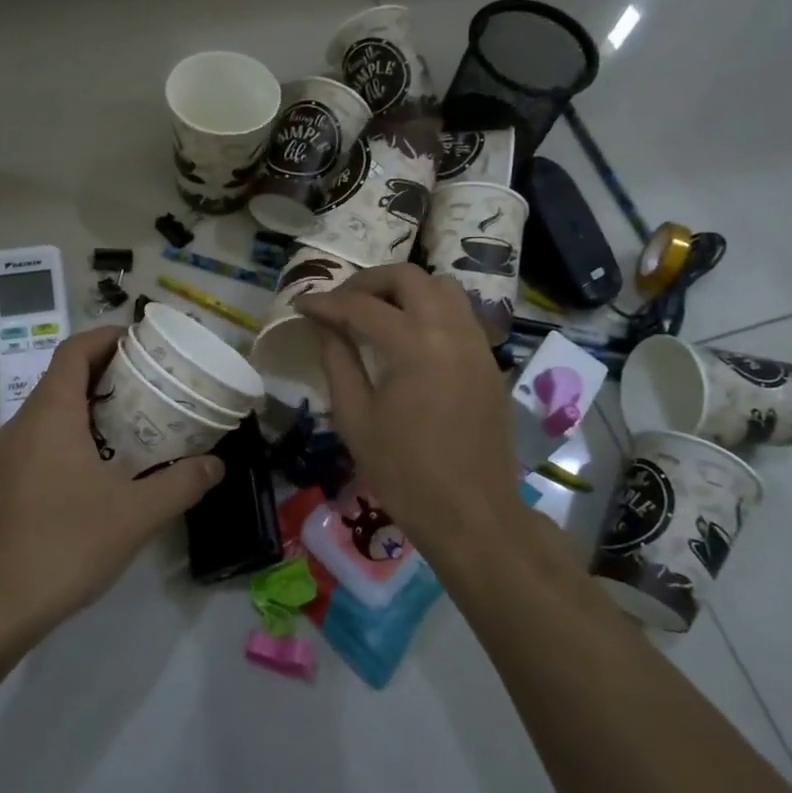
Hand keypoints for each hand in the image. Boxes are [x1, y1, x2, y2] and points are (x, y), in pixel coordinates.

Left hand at [0, 326, 223, 633]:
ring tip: (130, 428)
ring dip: (87, 411)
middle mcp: (21, 426)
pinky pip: (37, 445)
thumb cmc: (66, 544)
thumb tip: (217, 465)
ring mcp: (4, 459)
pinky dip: (68, 441)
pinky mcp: (0, 489)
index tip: (140, 343)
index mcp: (50, 415)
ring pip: (48, 415)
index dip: (106, 338)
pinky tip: (96, 475)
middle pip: (62, 380)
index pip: (74, 352)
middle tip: (149, 388)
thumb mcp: (136, 514)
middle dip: (105, 376)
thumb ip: (181, 484)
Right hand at [296, 265, 522, 558]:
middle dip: (368, 282)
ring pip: (442, 287)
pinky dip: (430, 308)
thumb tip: (326, 326)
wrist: (472, 514)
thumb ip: (338, 362)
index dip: (327, 302)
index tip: (302, 304)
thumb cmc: (404, 473)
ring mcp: (477, 343)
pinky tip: (409, 336)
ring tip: (376, 312)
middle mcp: (451, 330)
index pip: (362, 306)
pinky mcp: (489, 361)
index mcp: (415, 345)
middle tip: (340, 303)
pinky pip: (459, 313)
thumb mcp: (356, 418)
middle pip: (408, 278)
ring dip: (405, 289)